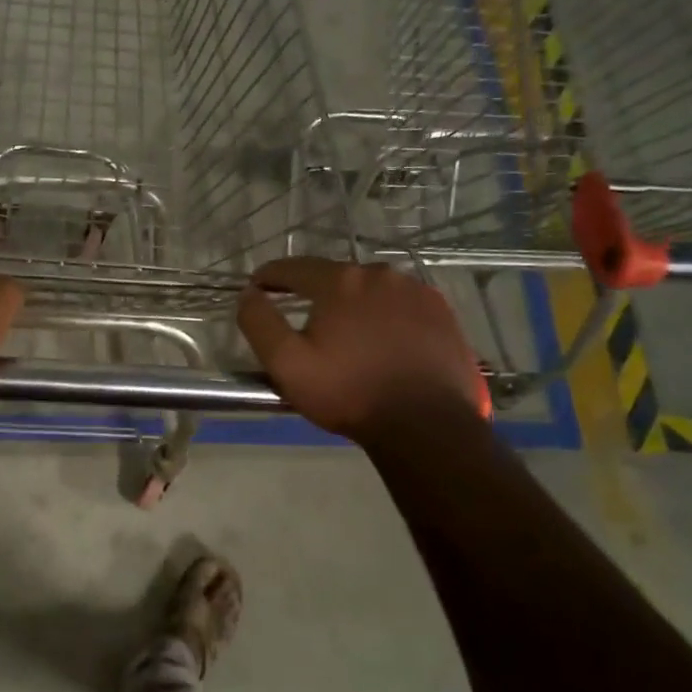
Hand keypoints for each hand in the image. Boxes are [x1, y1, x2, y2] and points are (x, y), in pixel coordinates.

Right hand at [236, 257, 487, 447]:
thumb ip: (260, 323)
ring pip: (373, 291)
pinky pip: (403, 306)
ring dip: (354, 305)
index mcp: (341, 281)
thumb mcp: (287, 364)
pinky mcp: (443, 314)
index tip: (258, 286)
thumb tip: (248, 294)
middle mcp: (381, 275)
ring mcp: (418, 292)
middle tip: (305, 320)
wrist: (426, 424)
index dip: (271, 276)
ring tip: (347, 334)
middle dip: (316, 293)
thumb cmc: (349, 393)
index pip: (295, 267)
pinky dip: (387, 317)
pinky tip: (384, 342)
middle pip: (337, 277)